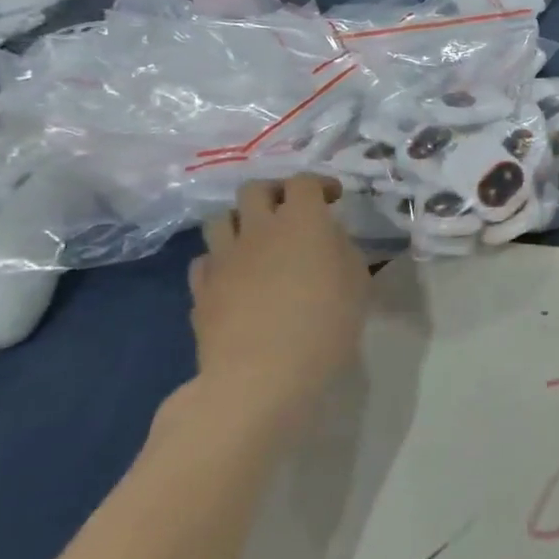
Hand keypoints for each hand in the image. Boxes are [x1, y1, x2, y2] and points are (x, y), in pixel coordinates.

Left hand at [189, 175, 369, 437]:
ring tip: (257, 240)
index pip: (304, 182)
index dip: (319, 184)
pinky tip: (235, 277)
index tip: (333, 198)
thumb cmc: (325, 325)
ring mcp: (224, 259)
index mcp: (302, 221)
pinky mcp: (201, 290)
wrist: (262, 376)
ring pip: (219, 219)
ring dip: (240, 222)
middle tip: (291, 211)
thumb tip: (327, 239)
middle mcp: (258, 229)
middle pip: (255, 189)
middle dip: (274, 193)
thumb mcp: (357, 283)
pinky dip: (221, 260)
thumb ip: (342, 250)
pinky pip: (205, 260)